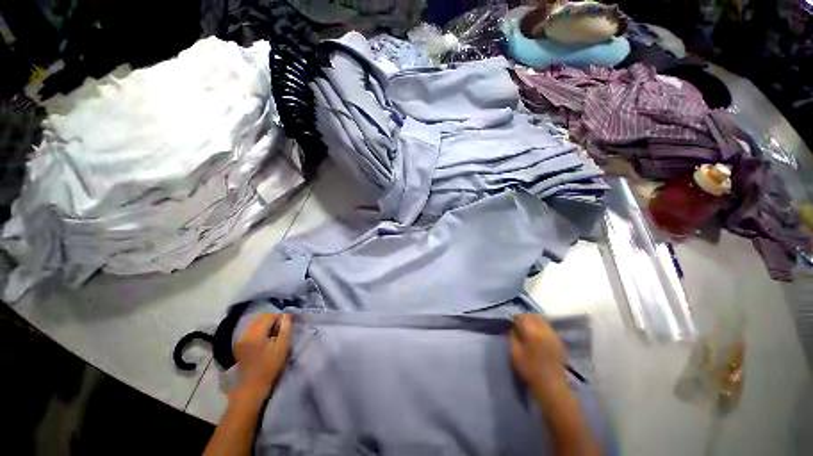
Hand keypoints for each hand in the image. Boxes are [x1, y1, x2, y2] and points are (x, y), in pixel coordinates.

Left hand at [232, 314, 291, 403]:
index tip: (287, 325)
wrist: (252, 386)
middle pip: (262, 317)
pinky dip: (260, 330)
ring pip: (256, 322)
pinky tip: (265, 340)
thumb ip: (286, 328)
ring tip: (274, 335)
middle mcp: (245, 332)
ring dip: (267, 324)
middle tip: (281, 330)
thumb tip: (287, 314)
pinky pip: (251, 329)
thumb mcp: (282, 346)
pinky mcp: (239, 343)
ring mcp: (240, 338)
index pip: (270, 315)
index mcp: (255, 333)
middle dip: (273, 320)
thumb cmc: (269, 366)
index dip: (280, 317)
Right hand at [510, 314, 567, 397]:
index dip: (515, 318)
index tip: (512, 324)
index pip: (522, 316)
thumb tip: (512, 327)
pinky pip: (548, 327)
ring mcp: (554, 335)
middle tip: (519, 325)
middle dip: (525, 317)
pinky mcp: (559, 341)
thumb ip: (512, 336)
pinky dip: (541, 327)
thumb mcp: (514, 353)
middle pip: (533, 315)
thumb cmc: (529, 369)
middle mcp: (544, 330)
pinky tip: (538, 336)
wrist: (551, 385)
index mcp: (532, 331)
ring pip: (542, 320)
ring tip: (528, 330)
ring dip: (534, 321)